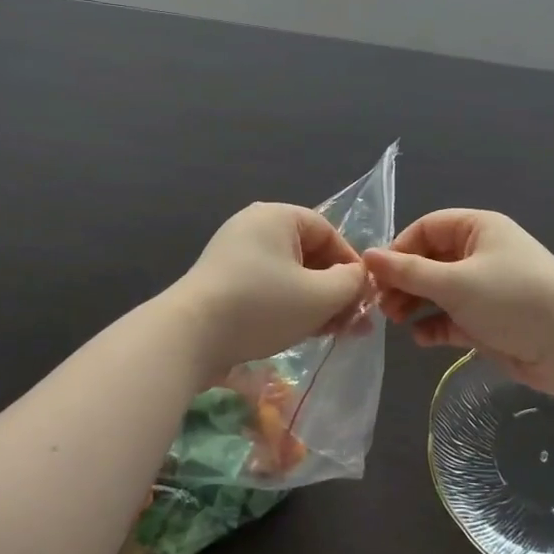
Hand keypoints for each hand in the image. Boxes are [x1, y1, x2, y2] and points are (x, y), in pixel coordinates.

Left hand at [171, 203, 368, 375]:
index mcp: (276, 216)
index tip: (364, 296)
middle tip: (354, 322)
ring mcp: (234, 255)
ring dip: (315, 302)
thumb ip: (349, 283)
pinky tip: (303, 333)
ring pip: (289, 275)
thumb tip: (358, 278)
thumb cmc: (261, 306)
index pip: (327, 232)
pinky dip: (289, 306)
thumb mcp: (318, 296)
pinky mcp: (222, 283)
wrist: (189, 336)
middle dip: (335, 289)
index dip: (351, 263)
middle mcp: (254, 227)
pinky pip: (267, 288)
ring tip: (333, 333)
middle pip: (308, 254)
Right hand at [365, 210, 553, 398]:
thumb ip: (408, 271)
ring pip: (439, 291)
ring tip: (396, 322)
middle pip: (430, 260)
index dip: (400, 248)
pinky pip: (453, 318)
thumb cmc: (511, 298)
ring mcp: (486, 289)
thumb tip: (367, 256)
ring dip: (416, 304)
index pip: (427, 228)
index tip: (377, 275)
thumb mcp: (454, 282)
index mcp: (478, 229)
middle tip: (381, 304)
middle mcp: (481, 254)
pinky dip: (436, 325)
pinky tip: (422, 339)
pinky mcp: (489, 321)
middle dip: (404, 280)